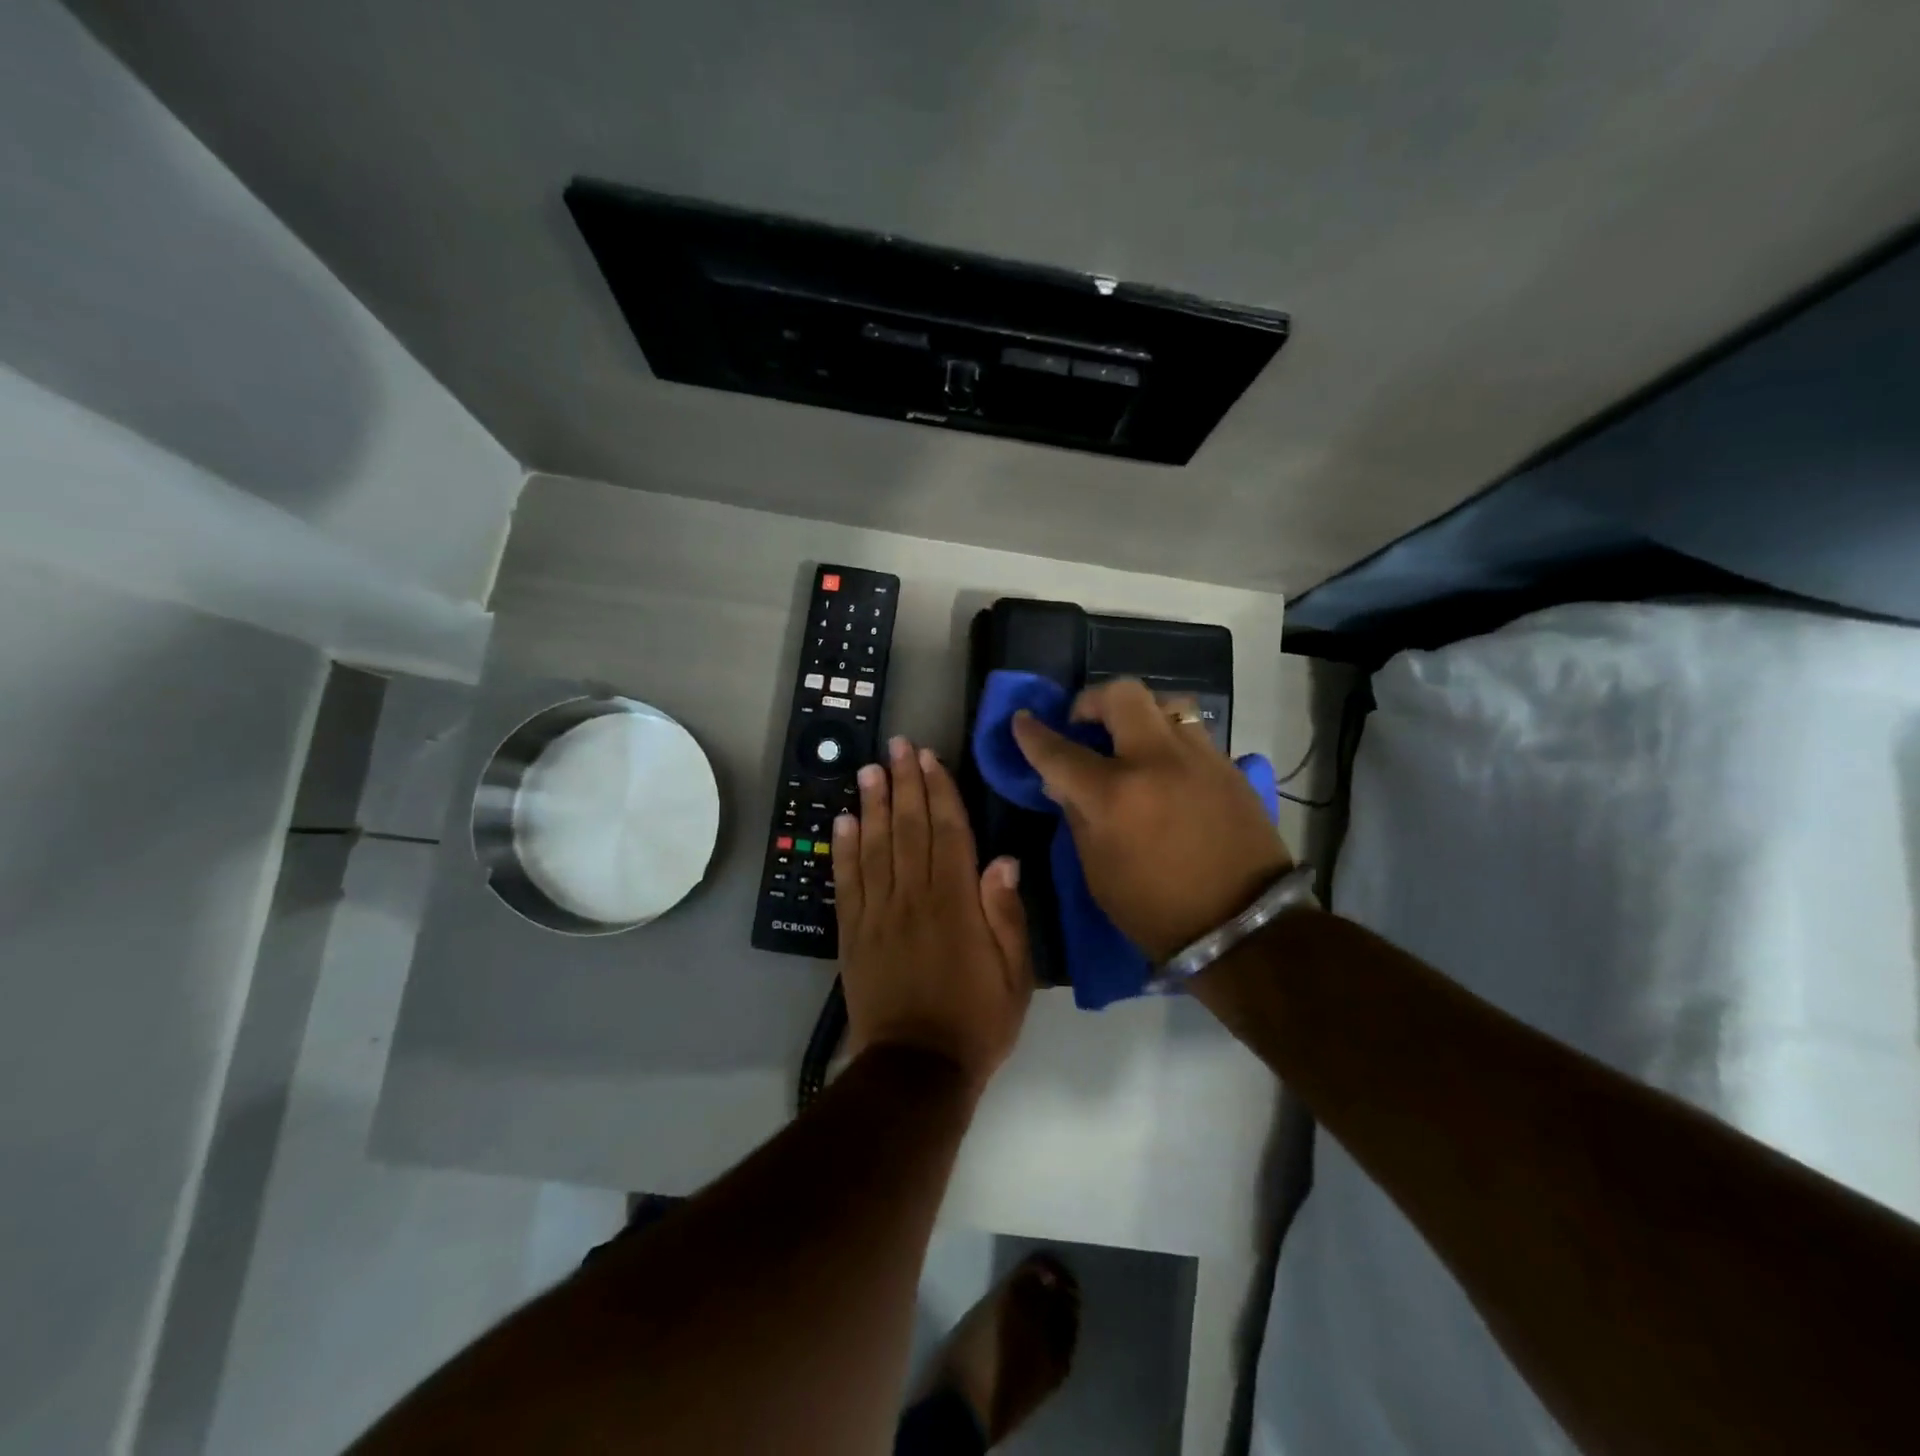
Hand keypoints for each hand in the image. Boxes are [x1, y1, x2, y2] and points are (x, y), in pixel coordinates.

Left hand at [834, 736, 1032, 1092]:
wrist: (916, 1070)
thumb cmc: (976, 1022)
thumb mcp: (1014, 976)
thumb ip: (1006, 915)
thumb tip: (1002, 859)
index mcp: (955, 904)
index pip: (948, 833)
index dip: (939, 792)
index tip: (930, 758)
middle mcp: (913, 898)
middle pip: (908, 829)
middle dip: (904, 783)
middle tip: (896, 745)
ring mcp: (878, 914)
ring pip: (874, 846)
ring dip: (872, 804)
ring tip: (869, 769)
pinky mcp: (853, 933)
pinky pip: (846, 882)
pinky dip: (843, 848)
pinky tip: (842, 820)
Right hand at [1010, 680, 1293, 960]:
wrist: (1244, 926)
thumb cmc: (1156, 910)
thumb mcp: (1098, 871)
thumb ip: (1077, 816)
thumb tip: (1062, 784)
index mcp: (1114, 795)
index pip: (1060, 751)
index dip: (1033, 734)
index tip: (1022, 721)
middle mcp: (1156, 761)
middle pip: (1121, 694)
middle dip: (1092, 700)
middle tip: (1084, 724)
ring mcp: (1199, 758)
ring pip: (1164, 704)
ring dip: (1138, 714)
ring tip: (1130, 741)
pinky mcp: (1229, 767)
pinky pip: (1191, 733)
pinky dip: (1168, 740)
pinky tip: (1164, 768)